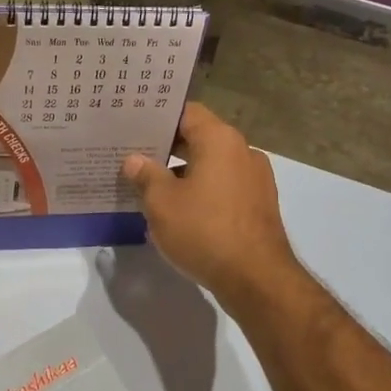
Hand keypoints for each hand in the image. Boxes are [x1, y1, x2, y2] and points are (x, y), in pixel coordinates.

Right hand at [121, 103, 300, 306]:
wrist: (256, 278)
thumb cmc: (204, 231)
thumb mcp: (162, 203)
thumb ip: (145, 175)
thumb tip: (134, 160)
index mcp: (220, 140)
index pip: (186, 112)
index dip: (158, 117)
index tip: (133, 123)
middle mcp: (242, 151)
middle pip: (199, 138)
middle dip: (166, 147)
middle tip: (133, 154)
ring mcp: (255, 179)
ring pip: (211, 165)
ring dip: (183, 172)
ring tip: (150, 185)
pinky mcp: (258, 205)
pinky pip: (223, 187)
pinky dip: (202, 191)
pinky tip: (178, 209)